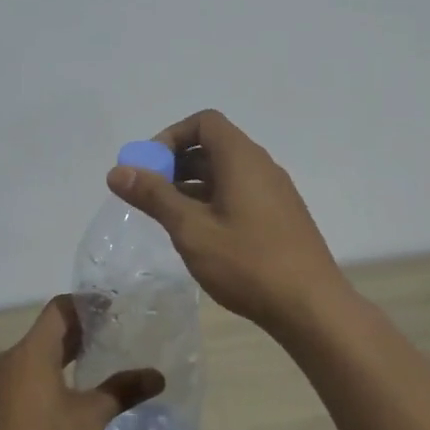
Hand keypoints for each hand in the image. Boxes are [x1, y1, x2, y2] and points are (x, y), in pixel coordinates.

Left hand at [0, 296, 163, 429]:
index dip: (87, 304)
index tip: (113, 307)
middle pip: (48, 332)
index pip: (60, 309)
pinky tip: (73, 395)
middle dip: (81, 330)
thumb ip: (122, 391)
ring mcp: (0, 385)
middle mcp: (12, 360)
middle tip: (114, 333)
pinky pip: (28, 377)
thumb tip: (157, 376)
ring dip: (66, 355)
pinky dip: (52, 374)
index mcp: (32, 351)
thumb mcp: (90, 418)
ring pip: (37, 356)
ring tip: (98, 362)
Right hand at [108, 109, 350, 336]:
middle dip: (177, 164)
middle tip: (150, 195)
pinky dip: (213, 201)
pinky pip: (240, 193)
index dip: (171, 137)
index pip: (204, 122)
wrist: (311, 307)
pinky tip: (200, 236)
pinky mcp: (280, 217)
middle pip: (214, 146)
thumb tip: (118, 171)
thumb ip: (154, 196)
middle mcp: (261, 166)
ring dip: (193, 186)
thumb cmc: (247, 263)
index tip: (149, 167)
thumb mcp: (191, 229)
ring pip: (226, 173)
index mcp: (241, 158)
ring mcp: (275, 192)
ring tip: (168, 218)